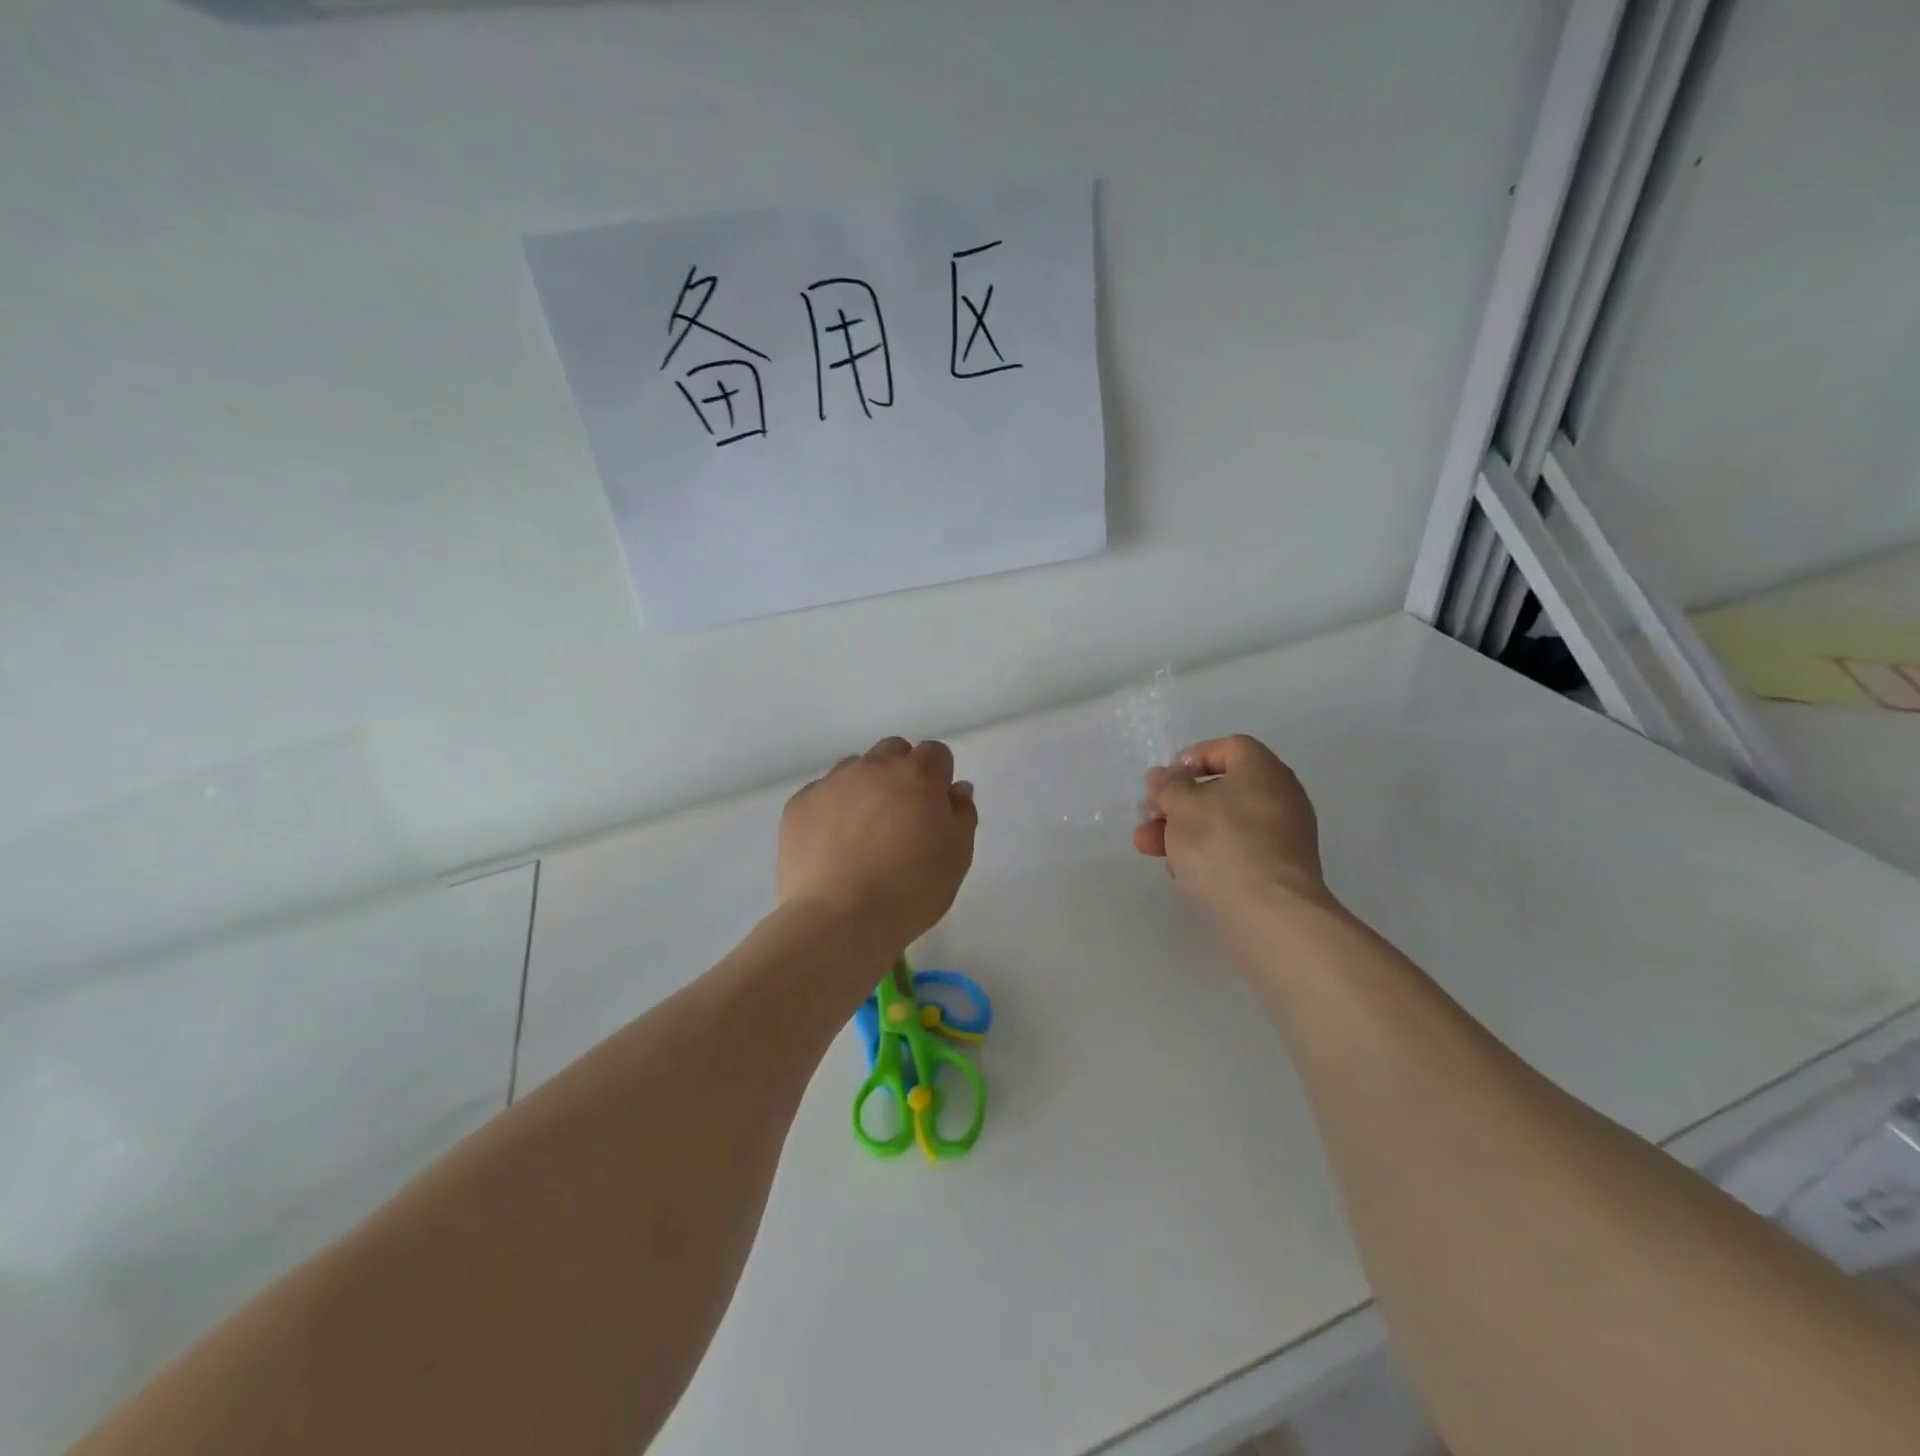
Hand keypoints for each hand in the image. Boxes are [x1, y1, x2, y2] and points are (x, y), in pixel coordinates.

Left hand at [778, 737, 977, 950]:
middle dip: (901, 773)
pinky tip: (832, 846)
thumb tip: (956, 788)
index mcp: (917, 775)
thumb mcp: (957, 857)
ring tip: (863, 833)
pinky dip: (831, 810)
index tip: (934, 809)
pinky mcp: (799, 804)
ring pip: (854, 769)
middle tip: (901, 817)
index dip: (938, 778)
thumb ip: (962, 814)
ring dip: (865, 789)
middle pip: (893, 752)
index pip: (935, 753)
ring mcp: (832, 782)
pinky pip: (822, 794)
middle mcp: (873, 767)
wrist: (839, 919)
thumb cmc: (911, 890)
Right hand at [1133, 735, 1331, 921]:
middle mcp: (1280, 796)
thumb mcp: (1181, 806)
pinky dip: (1208, 854)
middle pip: (1221, 789)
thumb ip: (1168, 786)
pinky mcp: (1279, 869)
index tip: (1166, 780)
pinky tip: (1181, 872)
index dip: (1192, 758)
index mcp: (1263, 769)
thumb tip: (1163, 776)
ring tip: (1149, 849)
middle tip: (1149, 818)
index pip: (1229, 747)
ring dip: (1184, 831)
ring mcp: (1283, 835)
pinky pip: (1237, 850)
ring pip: (1224, 823)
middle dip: (1178, 804)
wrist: (1270, 912)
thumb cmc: (1222, 843)